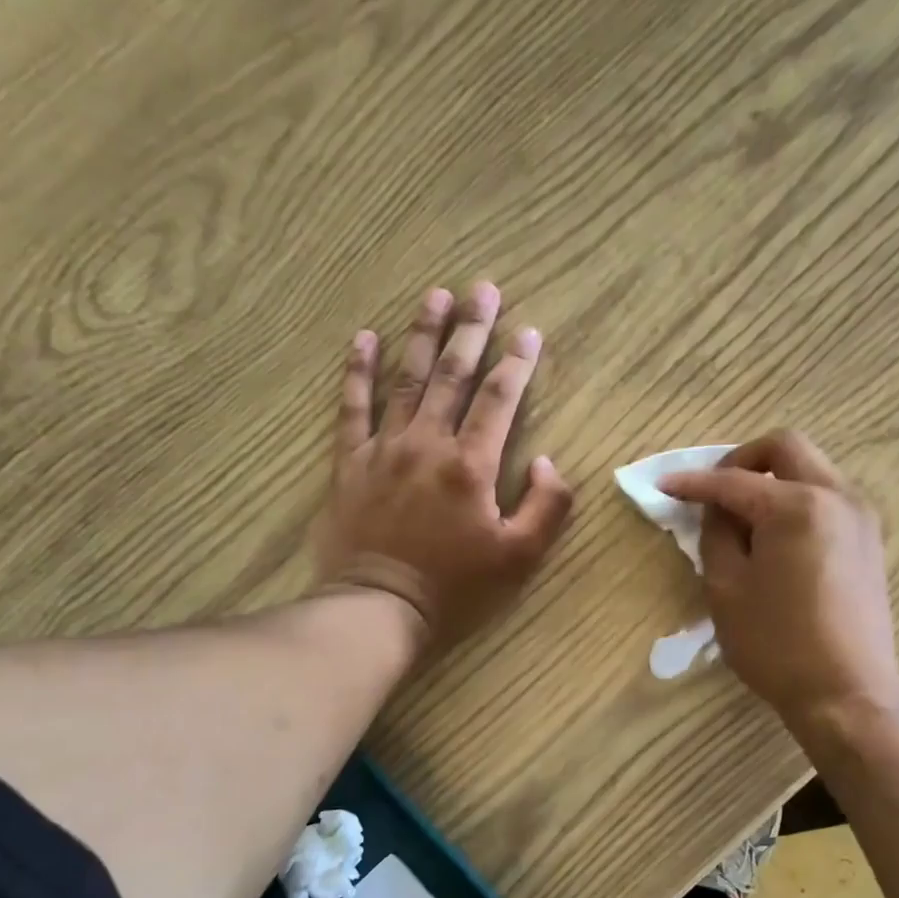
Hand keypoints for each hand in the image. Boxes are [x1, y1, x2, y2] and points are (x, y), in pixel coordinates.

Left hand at [313, 282, 573, 651]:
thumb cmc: (455, 588)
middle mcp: (428, 443)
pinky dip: (359, 371)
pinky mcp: (350, 463)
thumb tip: (548, 463)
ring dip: (422, 334)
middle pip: (452, 374)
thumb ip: (546, 507)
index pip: (500, 398)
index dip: (517, 362)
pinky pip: (352, 407)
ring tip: (435, 295)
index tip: (529, 331)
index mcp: (471, 464)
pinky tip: (365, 338)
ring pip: (406, 379)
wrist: (378, 609)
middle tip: (482, 289)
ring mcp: (384, 448)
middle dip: (471, 329)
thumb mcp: (519, 558)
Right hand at [659, 430, 898, 730]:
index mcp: (796, 506)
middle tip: (714, 490)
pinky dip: (795, 499)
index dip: (693, 483)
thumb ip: (716, 536)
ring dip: (772, 478)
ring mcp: (860, 516)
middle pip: (785, 447)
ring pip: (811, 468)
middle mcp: (836, 496)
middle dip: (742, 460)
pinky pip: (827, 496)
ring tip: (742, 517)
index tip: (663, 486)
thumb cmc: (777, 645)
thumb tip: (717, 511)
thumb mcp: (727, 589)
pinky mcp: (869, 539)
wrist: (847, 692)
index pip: (733, 481)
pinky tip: (775, 536)